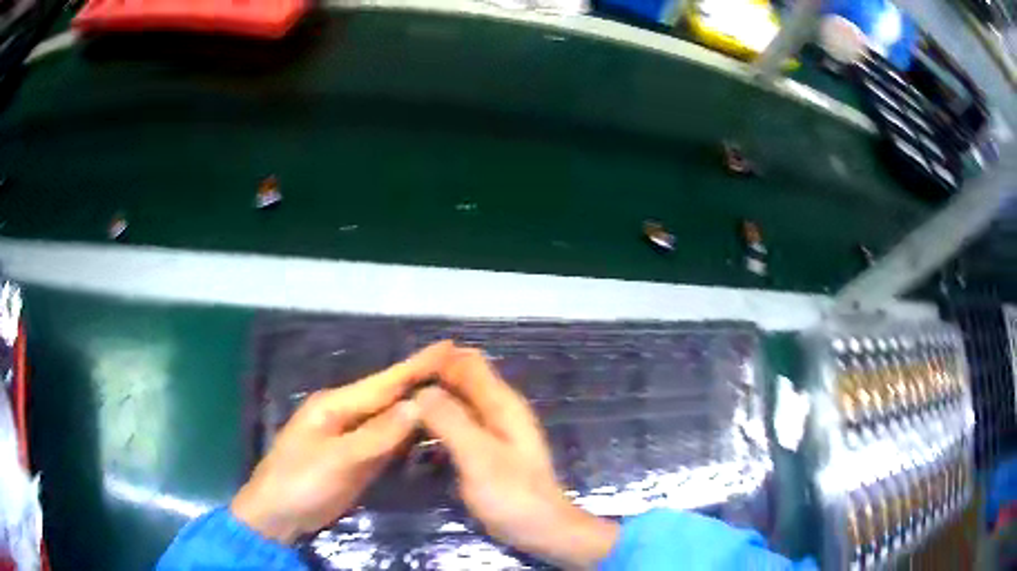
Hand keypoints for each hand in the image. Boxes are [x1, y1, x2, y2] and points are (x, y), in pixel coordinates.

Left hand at [231, 341, 452, 543]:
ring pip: (393, 419)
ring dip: (421, 407)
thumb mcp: (337, 459)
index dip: (417, 365)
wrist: (279, 514)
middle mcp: (347, 415)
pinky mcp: (358, 459)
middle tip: (462, 369)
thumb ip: (377, 435)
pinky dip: (411, 435)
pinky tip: (431, 430)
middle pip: (391, 397)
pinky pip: (390, 442)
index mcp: (336, 405)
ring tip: (456, 394)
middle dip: (424, 381)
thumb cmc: (300, 482)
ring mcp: (353, 438)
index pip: (385, 382)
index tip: (449, 347)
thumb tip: (417, 406)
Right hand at [415, 348, 618, 568]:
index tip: (401, 371)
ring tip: (396, 411)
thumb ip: (450, 420)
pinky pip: (457, 426)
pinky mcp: (486, 451)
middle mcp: (498, 410)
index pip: (467, 362)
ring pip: (457, 403)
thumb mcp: (477, 456)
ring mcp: (493, 431)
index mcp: (501, 403)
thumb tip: (421, 390)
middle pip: (461, 380)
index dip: (436, 359)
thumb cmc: (511, 494)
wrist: (540, 529)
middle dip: (430, 380)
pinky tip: (415, 436)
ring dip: (431, 403)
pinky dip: (438, 424)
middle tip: (392, 393)